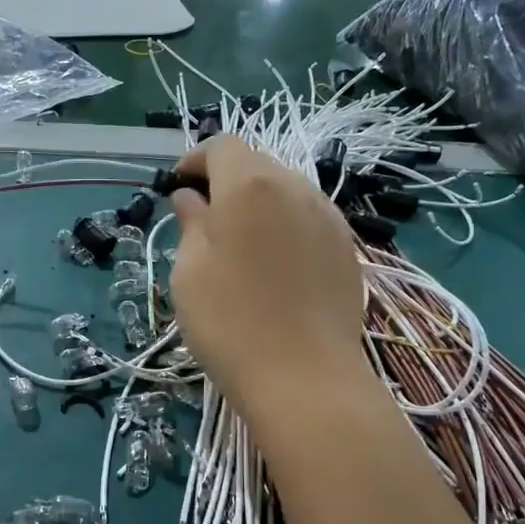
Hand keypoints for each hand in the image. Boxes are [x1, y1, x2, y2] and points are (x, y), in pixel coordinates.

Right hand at [167, 137, 367, 418]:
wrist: (305, 378)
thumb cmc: (230, 322)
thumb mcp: (190, 271)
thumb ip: (191, 223)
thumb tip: (191, 199)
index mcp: (249, 185)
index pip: (222, 146)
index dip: (195, 159)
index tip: (177, 186)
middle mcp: (295, 187)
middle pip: (257, 164)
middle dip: (226, 180)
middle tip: (203, 219)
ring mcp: (328, 217)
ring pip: (286, 190)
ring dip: (258, 204)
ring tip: (240, 244)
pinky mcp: (347, 248)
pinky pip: (308, 218)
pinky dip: (285, 225)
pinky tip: (275, 265)